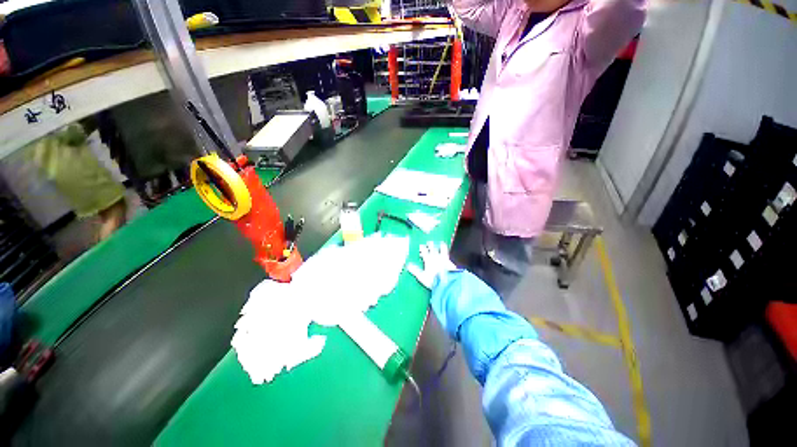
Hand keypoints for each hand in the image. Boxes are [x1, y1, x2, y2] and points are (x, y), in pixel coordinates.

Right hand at [407, 241, 457, 288]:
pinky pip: (448, 255)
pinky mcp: (451, 262)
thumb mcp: (422, 277)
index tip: (421, 246)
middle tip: (429, 242)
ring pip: (442, 248)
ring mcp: (444, 258)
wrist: (448, 283)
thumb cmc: (433, 280)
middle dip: (430, 244)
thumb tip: (408, 265)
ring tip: (441, 243)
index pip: (424, 250)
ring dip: (441, 245)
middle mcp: (436, 257)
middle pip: (433, 247)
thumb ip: (415, 270)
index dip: (422, 248)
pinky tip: (447, 255)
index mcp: (428, 259)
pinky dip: (447, 253)